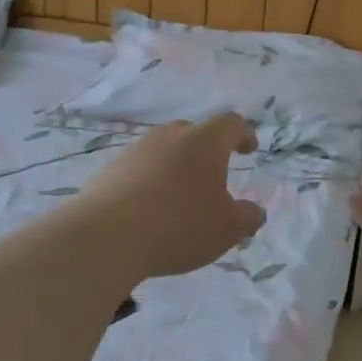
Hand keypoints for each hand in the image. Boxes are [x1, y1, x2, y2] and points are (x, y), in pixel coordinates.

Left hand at [78, 114, 265, 279]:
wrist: (107, 236)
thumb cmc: (179, 226)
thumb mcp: (226, 229)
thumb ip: (246, 218)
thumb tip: (254, 212)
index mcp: (204, 142)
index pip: (230, 124)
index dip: (243, 134)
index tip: (248, 149)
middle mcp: (169, 136)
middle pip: (194, 132)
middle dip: (207, 150)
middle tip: (213, 174)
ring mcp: (135, 150)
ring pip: (164, 150)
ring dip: (176, 166)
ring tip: (180, 195)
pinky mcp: (110, 169)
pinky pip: (140, 168)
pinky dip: (151, 181)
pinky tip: (150, 208)